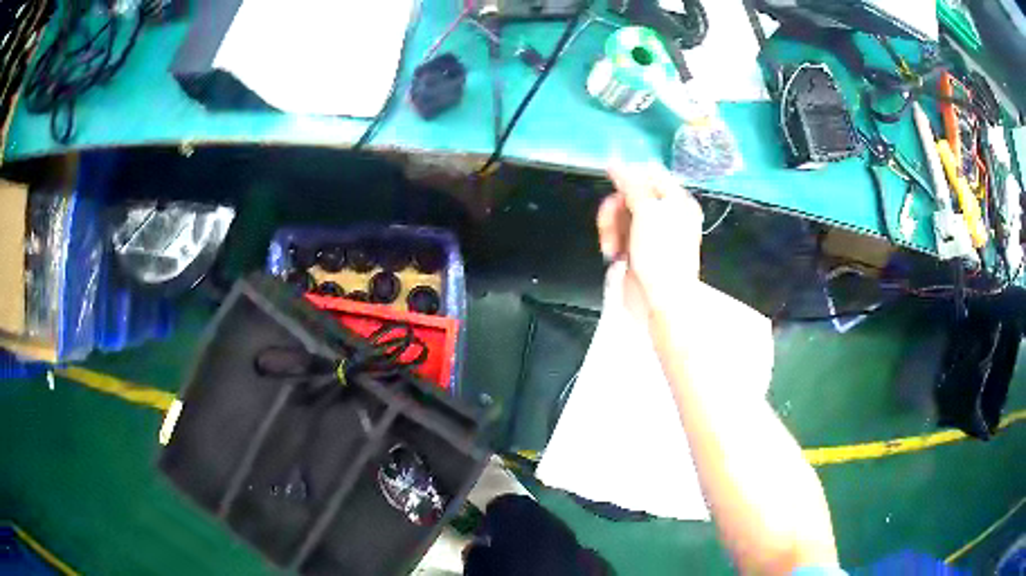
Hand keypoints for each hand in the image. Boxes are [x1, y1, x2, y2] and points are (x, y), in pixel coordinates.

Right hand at [597, 162, 704, 313]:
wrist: (660, 302)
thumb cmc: (661, 256)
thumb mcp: (648, 213)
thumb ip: (631, 184)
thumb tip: (614, 161)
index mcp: (677, 201)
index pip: (651, 174)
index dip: (629, 176)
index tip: (611, 184)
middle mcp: (666, 214)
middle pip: (631, 193)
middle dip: (616, 208)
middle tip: (609, 223)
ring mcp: (650, 232)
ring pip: (620, 213)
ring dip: (611, 227)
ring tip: (611, 247)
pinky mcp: (636, 248)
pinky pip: (618, 232)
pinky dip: (612, 240)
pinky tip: (613, 254)